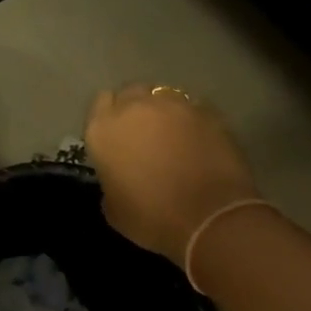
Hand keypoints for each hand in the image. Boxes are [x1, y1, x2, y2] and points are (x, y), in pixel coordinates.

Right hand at [85, 83, 261, 265]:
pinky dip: (191, 119)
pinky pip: (193, 108)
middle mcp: (135, 108)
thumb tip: (120, 173)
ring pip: (163, 95)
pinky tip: (197, 139)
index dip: (108, 117)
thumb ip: (111, 177)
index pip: (100, 102)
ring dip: (163, 110)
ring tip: (172, 133)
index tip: (116, 135)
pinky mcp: (208, 113)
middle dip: (135, 107)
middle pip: (131, 92)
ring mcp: (174, 106)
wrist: (210, 218)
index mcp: (103, 128)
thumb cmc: (151, 217)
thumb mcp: (113, 206)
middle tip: (143, 133)